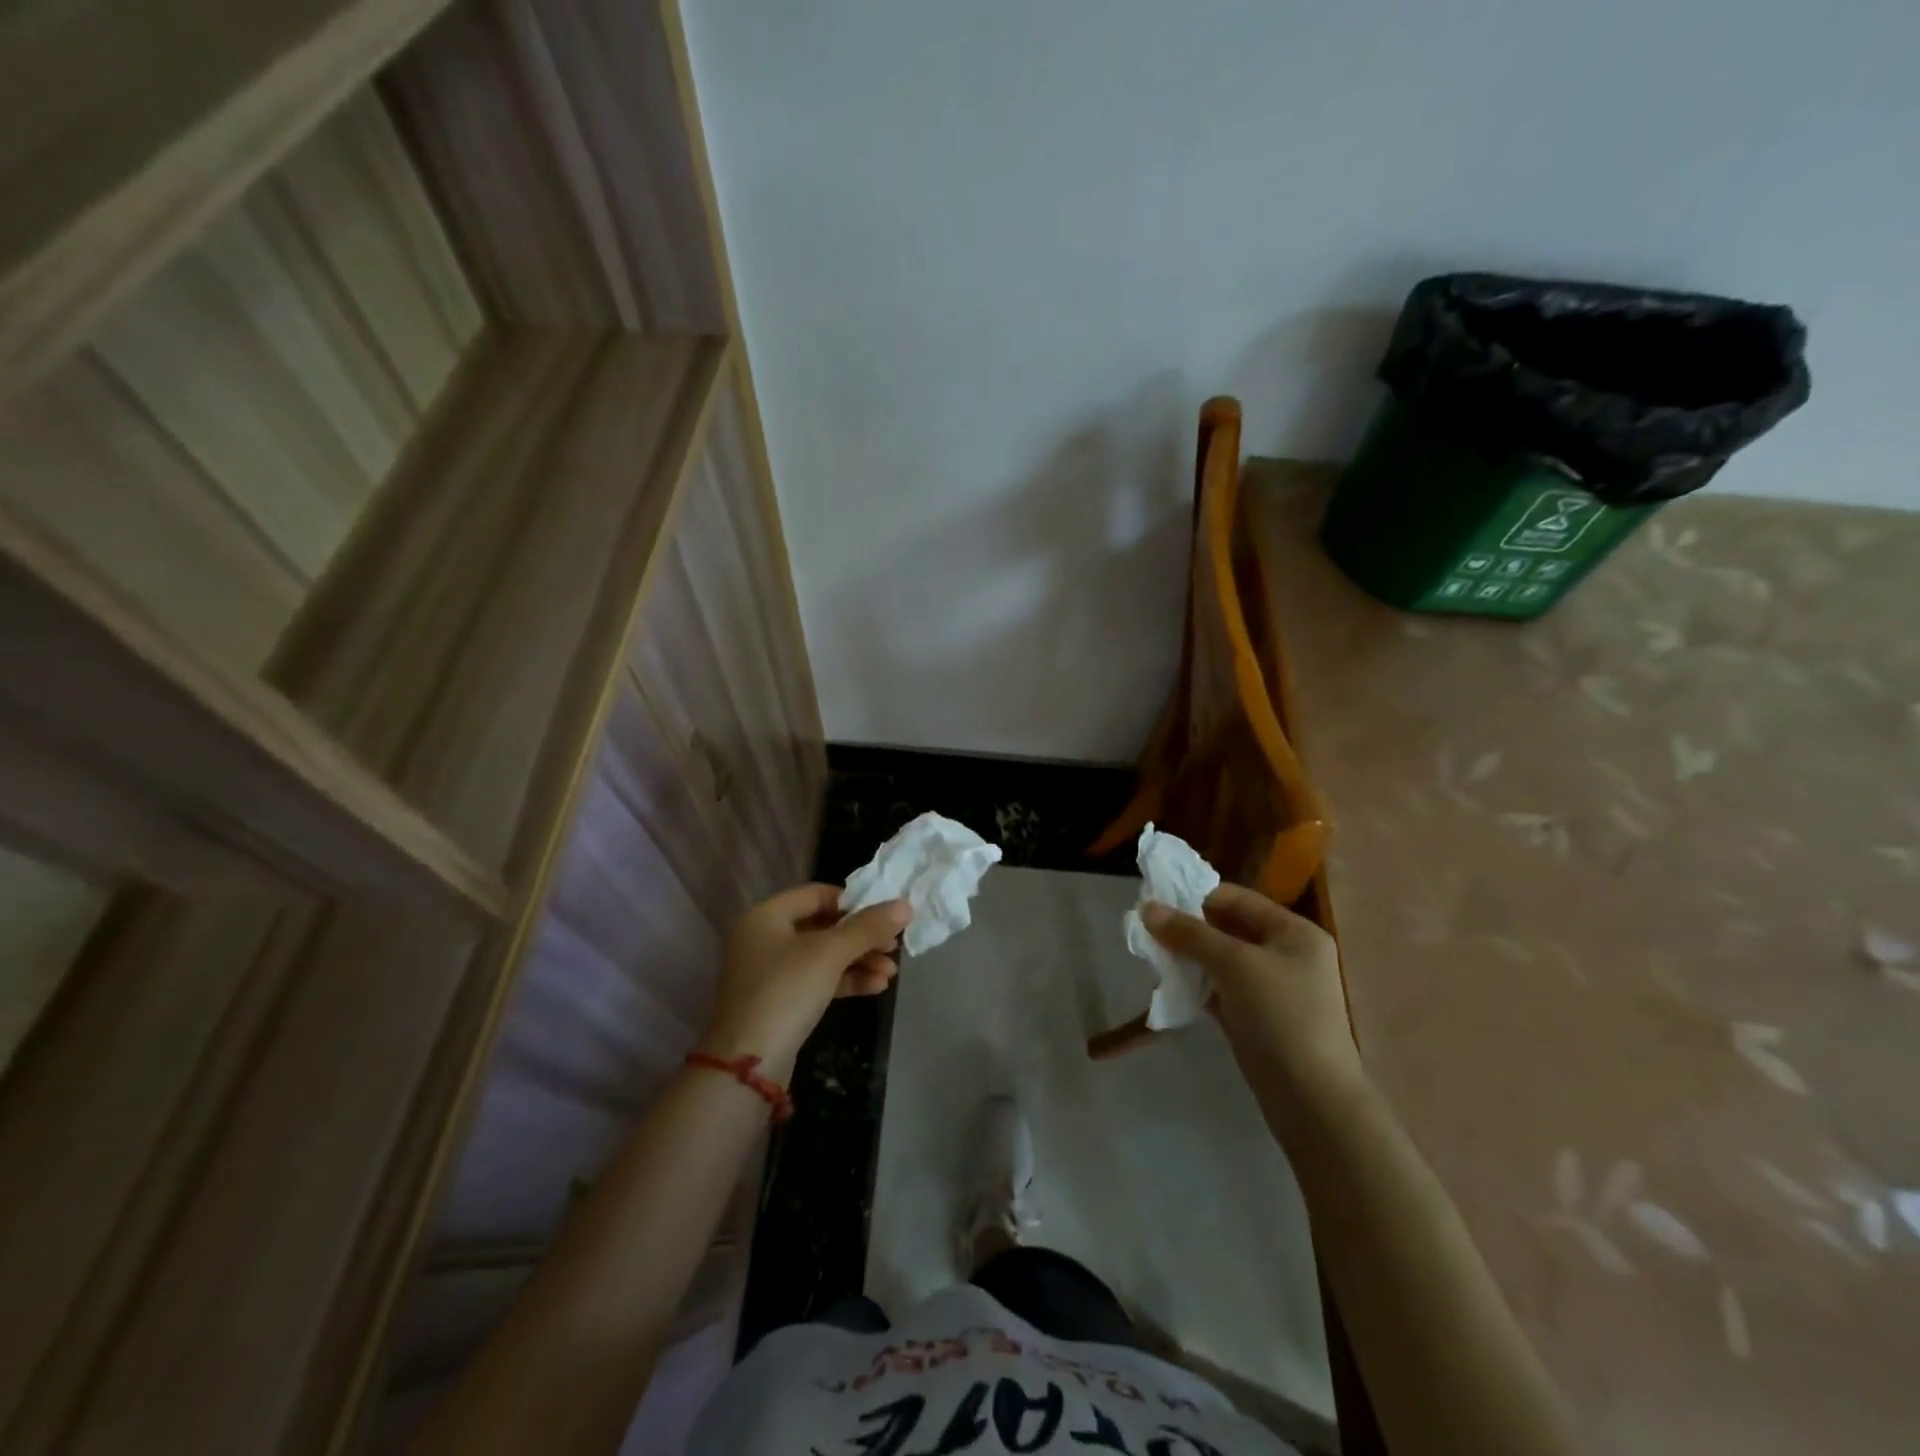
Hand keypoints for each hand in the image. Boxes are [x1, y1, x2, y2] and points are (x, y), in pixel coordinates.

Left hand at [697, 885, 911, 1077]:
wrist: (747, 1066)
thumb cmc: (786, 992)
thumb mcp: (830, 954)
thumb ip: (868, 927)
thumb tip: (905, 905)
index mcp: (766, 916)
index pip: (817, 894)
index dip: (853, 902)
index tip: (885, 916)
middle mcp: (764, 939)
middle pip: (823, 926)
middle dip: (862, 937)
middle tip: (894, 947)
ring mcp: (769, 973)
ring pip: (823, 956)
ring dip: (858, 961)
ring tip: (891, 973)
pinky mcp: (779, 1002)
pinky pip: (817, 981)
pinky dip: (845, 981)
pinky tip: (876, 988)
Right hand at [1142, 884, 1366, 1124]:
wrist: (1312, 1099)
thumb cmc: (1280, 1016)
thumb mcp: (1234, 965)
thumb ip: (1190, 934)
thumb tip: (1146, 907)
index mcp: (1293, 931)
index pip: (1236, 898)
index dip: (1196, 896)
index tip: (1155, 903)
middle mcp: (1286, 953)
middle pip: (1228, 927)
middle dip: (1188, 928)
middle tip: (1149, 932)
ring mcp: (1273, 987)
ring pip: (1222, 959)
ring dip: (1189, 957)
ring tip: (1154, 957)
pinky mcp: (1258, 1017)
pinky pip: (1222, 988)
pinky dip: (1198, 984)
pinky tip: (1170, 986)